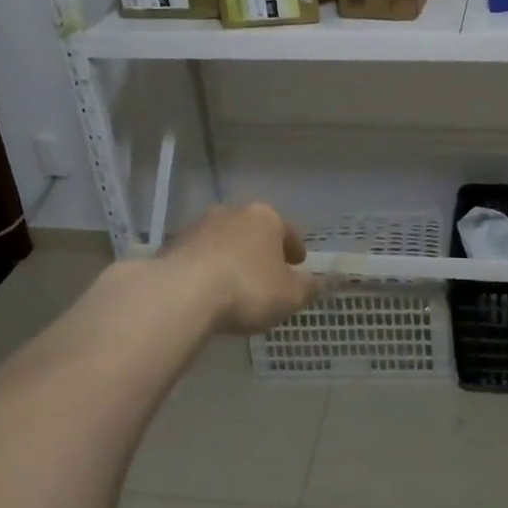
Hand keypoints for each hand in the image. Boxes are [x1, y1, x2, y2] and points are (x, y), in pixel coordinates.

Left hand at [159, 202, 319, 333]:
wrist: (181, 295)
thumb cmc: (247, 288)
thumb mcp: (290, 295)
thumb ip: (312, 287)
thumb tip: (334, 280)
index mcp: (266, 217)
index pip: (288, 230)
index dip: (295, 249)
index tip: (298, 264)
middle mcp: (233, 212)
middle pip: (254, 231)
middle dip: (261, 249)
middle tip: (267, 273)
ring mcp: (199, 225)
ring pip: (224, 240)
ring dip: (232, 257)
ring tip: (235, 284)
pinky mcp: (173, 245)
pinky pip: (199, 256)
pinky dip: (207, 268)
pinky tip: (208, 290)